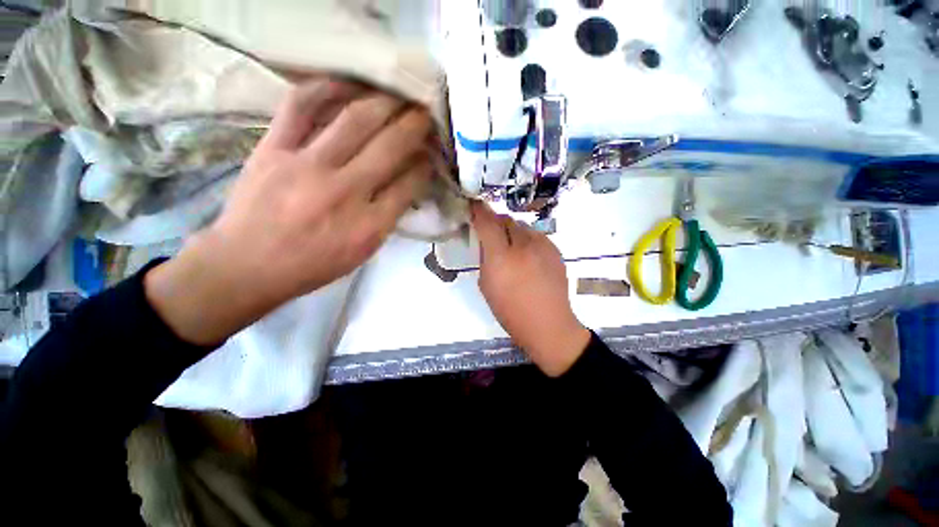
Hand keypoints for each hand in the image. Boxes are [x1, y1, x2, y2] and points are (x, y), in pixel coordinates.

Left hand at [145, 80, 433, 344]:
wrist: (247, 265)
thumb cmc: (313, 264)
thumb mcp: (362, 251)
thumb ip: (388, 217)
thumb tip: (407, 183)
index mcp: (369, 225)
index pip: (410, 184)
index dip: (425, 164)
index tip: (430, 153)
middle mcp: (345, 192)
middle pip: (390, 147)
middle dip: (416, 126)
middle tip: (427, 112)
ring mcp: (307, 166)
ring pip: (355, 121)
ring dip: (386, 103)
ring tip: (400, 94)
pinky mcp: (273, 149)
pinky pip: (301, 106)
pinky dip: (327, 88)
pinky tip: (348, 83)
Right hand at [472, 202, 589, 376]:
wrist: (548, 324)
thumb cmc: (510, 310)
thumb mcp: (487, 285)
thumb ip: (485, 258)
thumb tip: (487, 241)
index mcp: (501, 257)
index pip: (486, 222)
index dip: (478, 210)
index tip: (473, 206)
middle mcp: (522, 245)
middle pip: (505, 219)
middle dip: (495, 222)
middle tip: (491, 234)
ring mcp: (542, 245)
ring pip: (521, 226)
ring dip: (512, 232)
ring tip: (512, 249)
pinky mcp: (555, 249)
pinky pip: (536, 236)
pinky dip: (527, 240)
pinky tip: (528, 257)